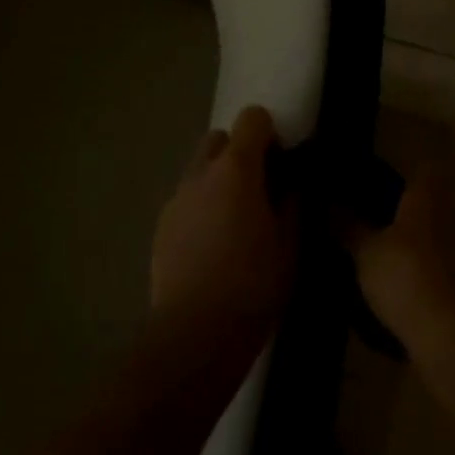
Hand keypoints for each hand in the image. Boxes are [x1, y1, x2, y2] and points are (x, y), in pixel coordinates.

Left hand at [150, 106, 296, 358]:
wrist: (194, 336)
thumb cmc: (252, 286)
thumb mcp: (290, 244)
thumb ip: (293, 202)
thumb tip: (291, 182)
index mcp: (236, 168)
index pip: (252, 118)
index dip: (269, 132)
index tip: (281, 161)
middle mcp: (201, 172)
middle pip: (219, 138)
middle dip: (239, 151)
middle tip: (258, 188)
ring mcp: (177, 199)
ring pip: (199, 169)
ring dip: (218, 180)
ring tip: (234, 221)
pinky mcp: (161, 226)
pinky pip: (186, 200)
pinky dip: (201, 207)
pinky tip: (212, 246)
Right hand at [346, 174, 454, 350]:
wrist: (447, 335)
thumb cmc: (403, 275)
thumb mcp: (366, 252)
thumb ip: (349, 226)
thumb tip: (329, 204)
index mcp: (427, 199)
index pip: (425, 171)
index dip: (409, 174)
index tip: (387, 184)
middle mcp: (452, 218)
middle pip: (434, 205)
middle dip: (412, 214)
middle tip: (381, 225)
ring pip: (442, 238)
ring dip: (423, 248)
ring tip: (393, 263)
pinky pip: (448, 271)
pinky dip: (433, 277)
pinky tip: (411, 293)